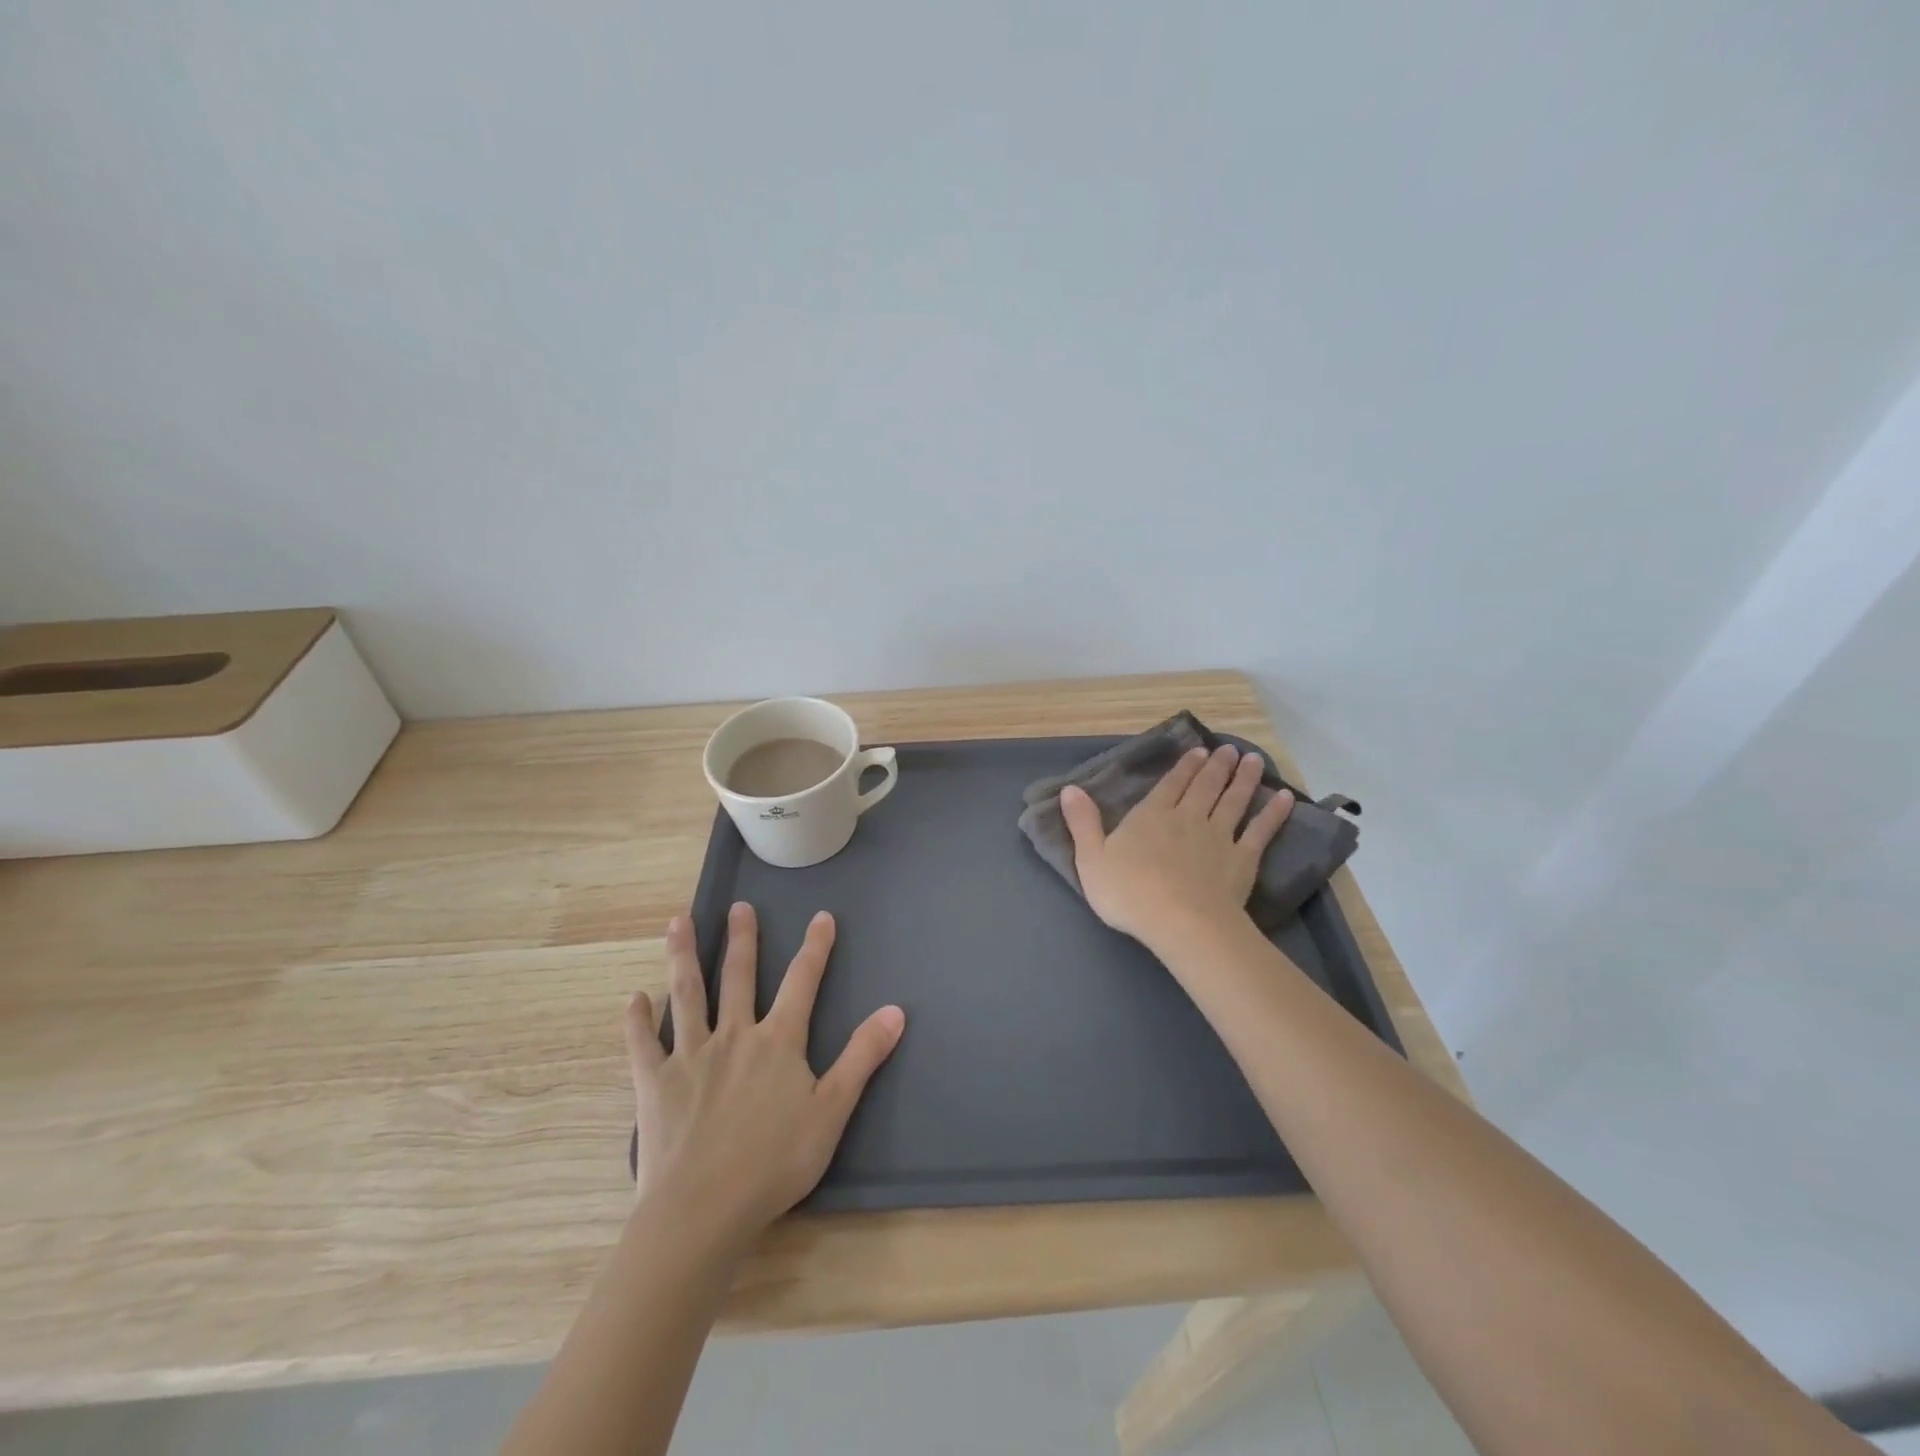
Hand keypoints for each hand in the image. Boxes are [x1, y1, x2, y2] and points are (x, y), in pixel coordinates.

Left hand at [625, 903, 904, 1246]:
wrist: (703, 1210)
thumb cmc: (774, 1162)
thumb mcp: (832, 1110)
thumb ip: (862, 1057)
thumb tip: (896, 1010)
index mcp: (778, 1041)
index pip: (802, 982)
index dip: (815, 948)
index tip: (822, 917)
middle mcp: (734, 1035)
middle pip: (739, 976)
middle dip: (742, 939)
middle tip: (740, 906)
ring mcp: (691, 1056)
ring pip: (688, 994)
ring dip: (684, 956)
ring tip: (679, 922)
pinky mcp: (655, 1083)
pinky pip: (643, 1044)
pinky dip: (638, 1020)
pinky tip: (633, 999)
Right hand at [1061, 744, 1293, 952]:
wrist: (1181, 923)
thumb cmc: (1130, 893)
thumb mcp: (1091, 859)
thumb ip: (1083, 823)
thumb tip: (1070, 789)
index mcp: (1151, 816)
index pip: (1170, 784)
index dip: (1184, 767)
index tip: (1198, 751)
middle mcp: (1187, 818)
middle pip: (1204, 786)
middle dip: (1215, 766)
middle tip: (1228, 749)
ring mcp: (1218, 837)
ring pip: (1232, 801)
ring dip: (1243, 779)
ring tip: (1252, 759)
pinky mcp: (1242, 859)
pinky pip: (1260, 831)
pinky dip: (1273, 814)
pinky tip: (1285, 799)